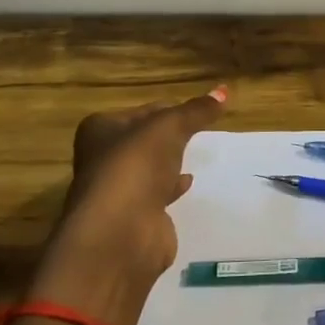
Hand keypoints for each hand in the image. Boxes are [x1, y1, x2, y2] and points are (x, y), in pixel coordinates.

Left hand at [33, 87, 227, 324]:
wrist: (120, 234)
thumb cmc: (136, 167)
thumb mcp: (169, 128)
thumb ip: (196, 111)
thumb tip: (224, 91)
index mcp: (100, 130)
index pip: (141, 112)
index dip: (168, 109)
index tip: (196, 110)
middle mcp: (102, 159)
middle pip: (142, 140)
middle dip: (167, 136)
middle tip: (197, 130)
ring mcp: (116, 191)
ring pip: (148, 168)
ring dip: (168, 162)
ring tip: (195, 153)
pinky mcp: (132, 218)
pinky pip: (155, 195)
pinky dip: (171, 187)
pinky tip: (188, 183)